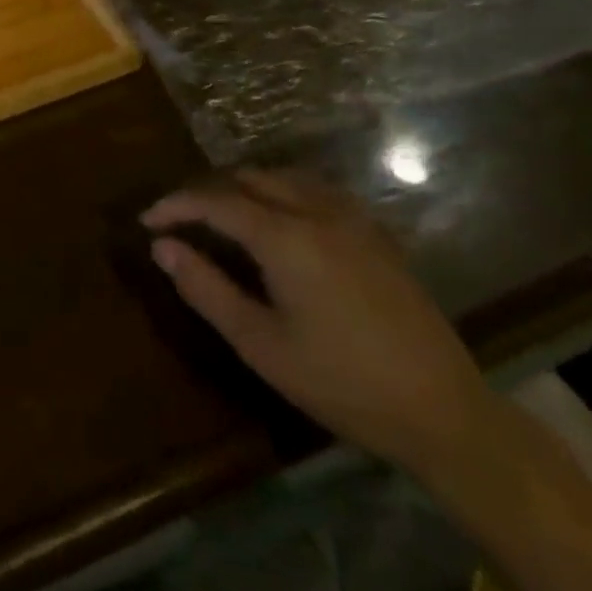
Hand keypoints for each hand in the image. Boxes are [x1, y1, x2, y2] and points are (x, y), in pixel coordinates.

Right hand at [143, 171, 501, 475]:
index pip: (215, 201)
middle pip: (248, 178)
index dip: (175, 206)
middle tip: (182, 222)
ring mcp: (353, 219)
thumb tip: (162, 247)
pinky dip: (282, 193)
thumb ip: (206, 288)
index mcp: (286, 237)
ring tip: (222, 218)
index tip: (147, 222)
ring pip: (284, 178)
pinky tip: (279, 222)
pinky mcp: (377, 234)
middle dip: (208, 193)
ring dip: (245, 188)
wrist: (444, 412)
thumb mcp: (260, 344)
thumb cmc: (342, 382)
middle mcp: (318, 212)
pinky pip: (316, 191)